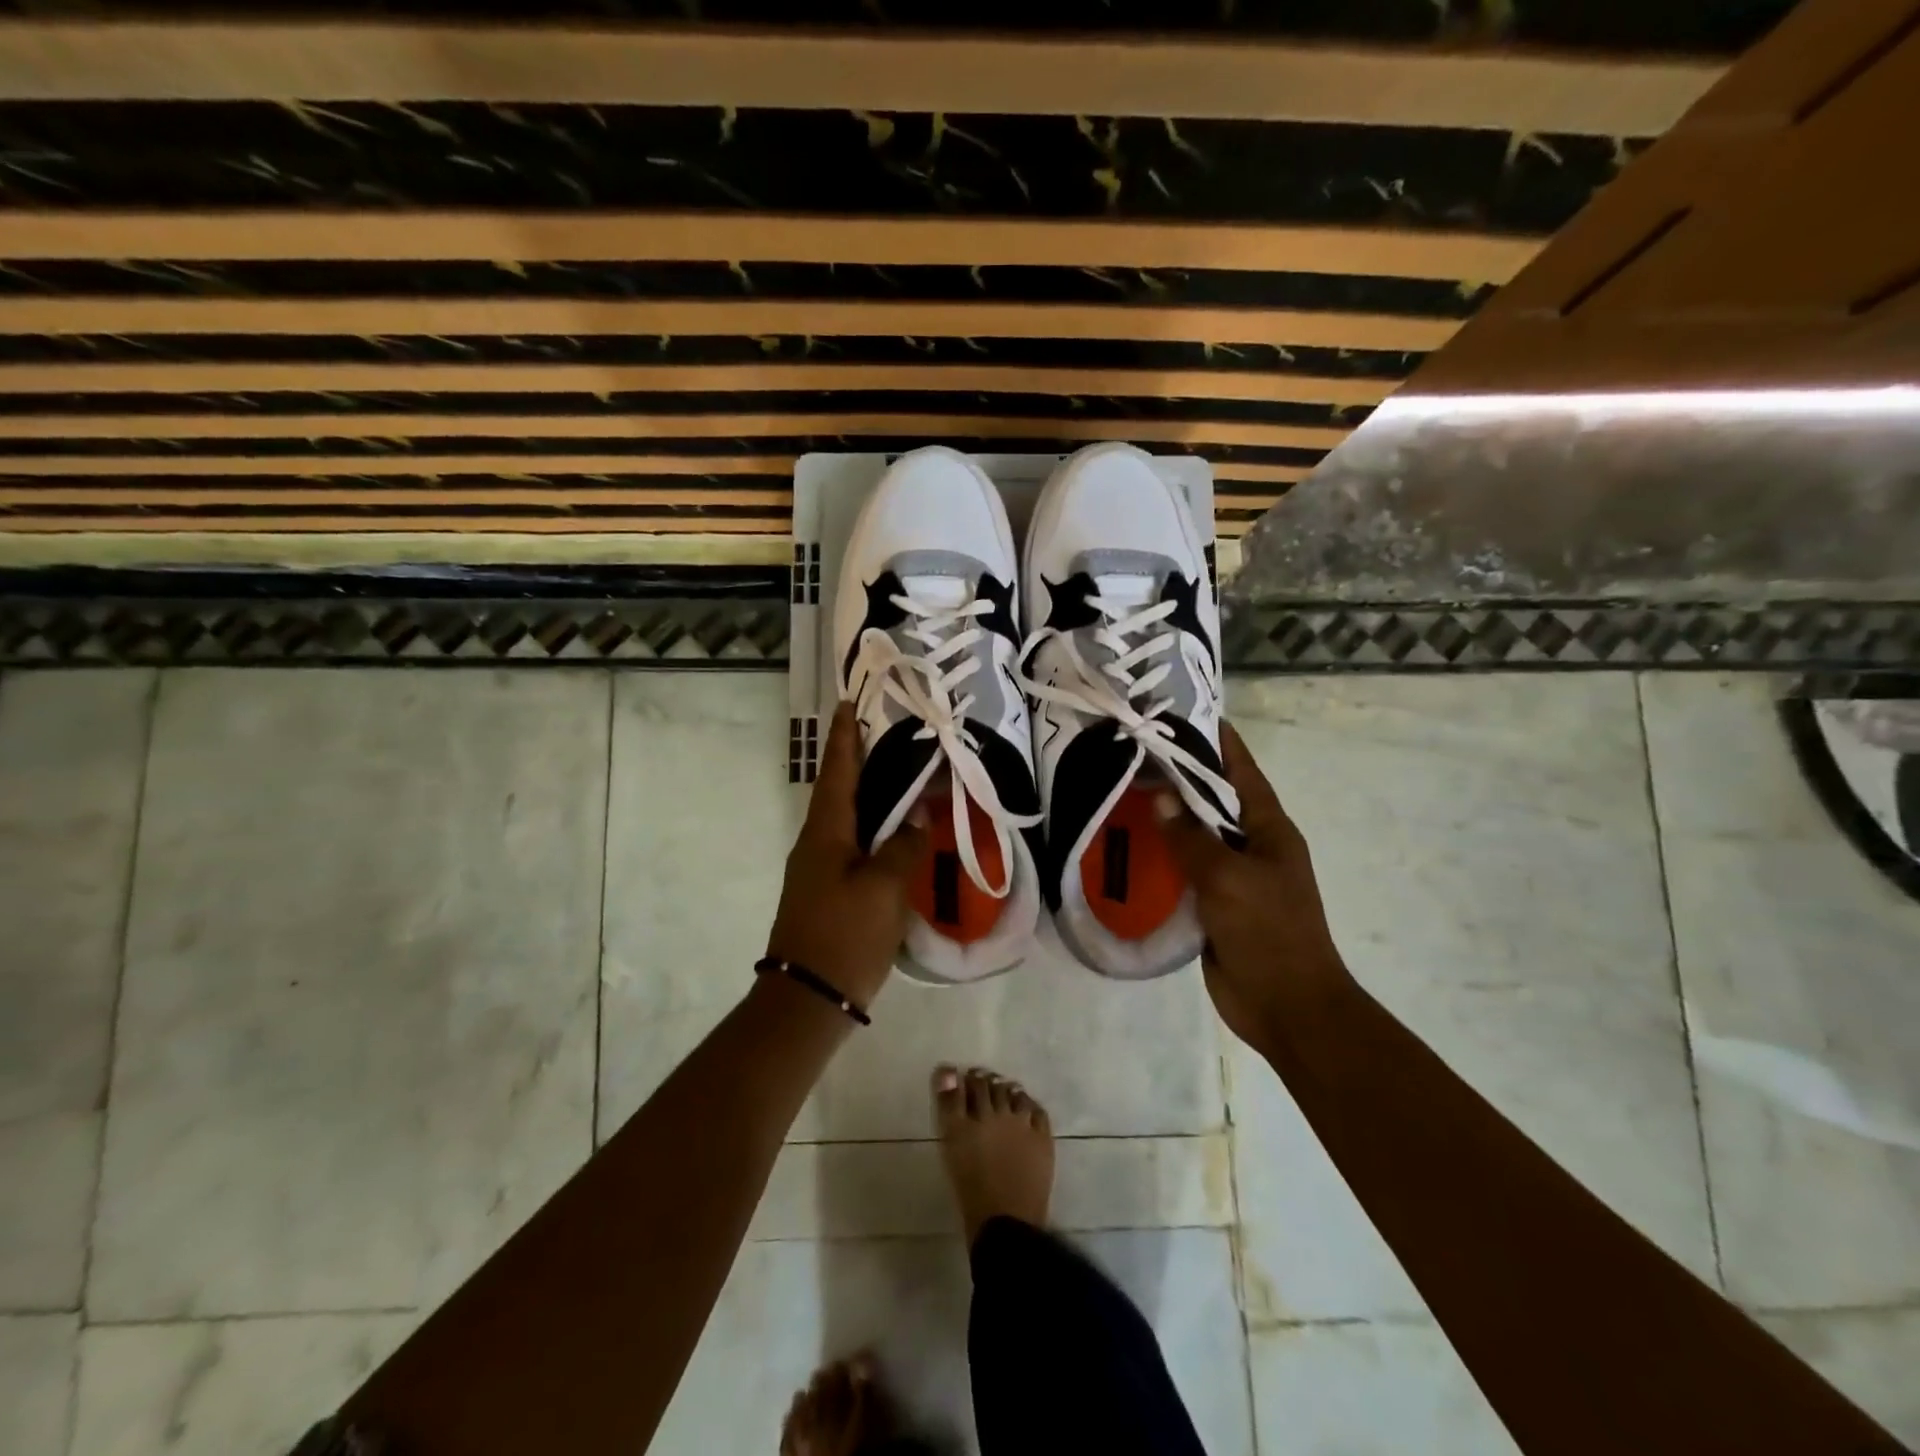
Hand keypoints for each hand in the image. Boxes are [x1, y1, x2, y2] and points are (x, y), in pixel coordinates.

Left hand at [766, 703, 929, 1009]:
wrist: (808, 999)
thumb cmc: (845, 935)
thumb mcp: (884, 888)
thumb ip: (904, 847)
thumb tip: (919, 817)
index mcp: (826, 832)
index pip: (838, 772)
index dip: (844, 737)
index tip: (848, 703)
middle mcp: (817, 843)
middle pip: (840, 790)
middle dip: (859, 760)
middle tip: (888, 735)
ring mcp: (820, 869)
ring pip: (848, 819)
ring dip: (869, 795)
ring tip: (900, 777)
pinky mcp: (829, 892)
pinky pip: (854, 846)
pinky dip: (874, 829)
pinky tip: (896, 834)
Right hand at [1158, 721, 1350, 1046]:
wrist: (1285, 1006)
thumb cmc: (1268, 932)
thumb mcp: (1228, 878)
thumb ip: (1192, 838)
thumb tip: (1162, 799)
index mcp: (1269, 830)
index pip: (1242, 772)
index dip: (1218, 742)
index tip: (1185, 714)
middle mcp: (1251, 846)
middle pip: (1214, 801)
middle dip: (1181, 777)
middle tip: (1135, 752)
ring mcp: (1233, 877)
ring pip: (1196, 836)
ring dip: (1167, 818)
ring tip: (1123, 792)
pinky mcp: (1213, 905)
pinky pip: (1184, 871)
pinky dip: (1162, 857)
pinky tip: (1129, 847)